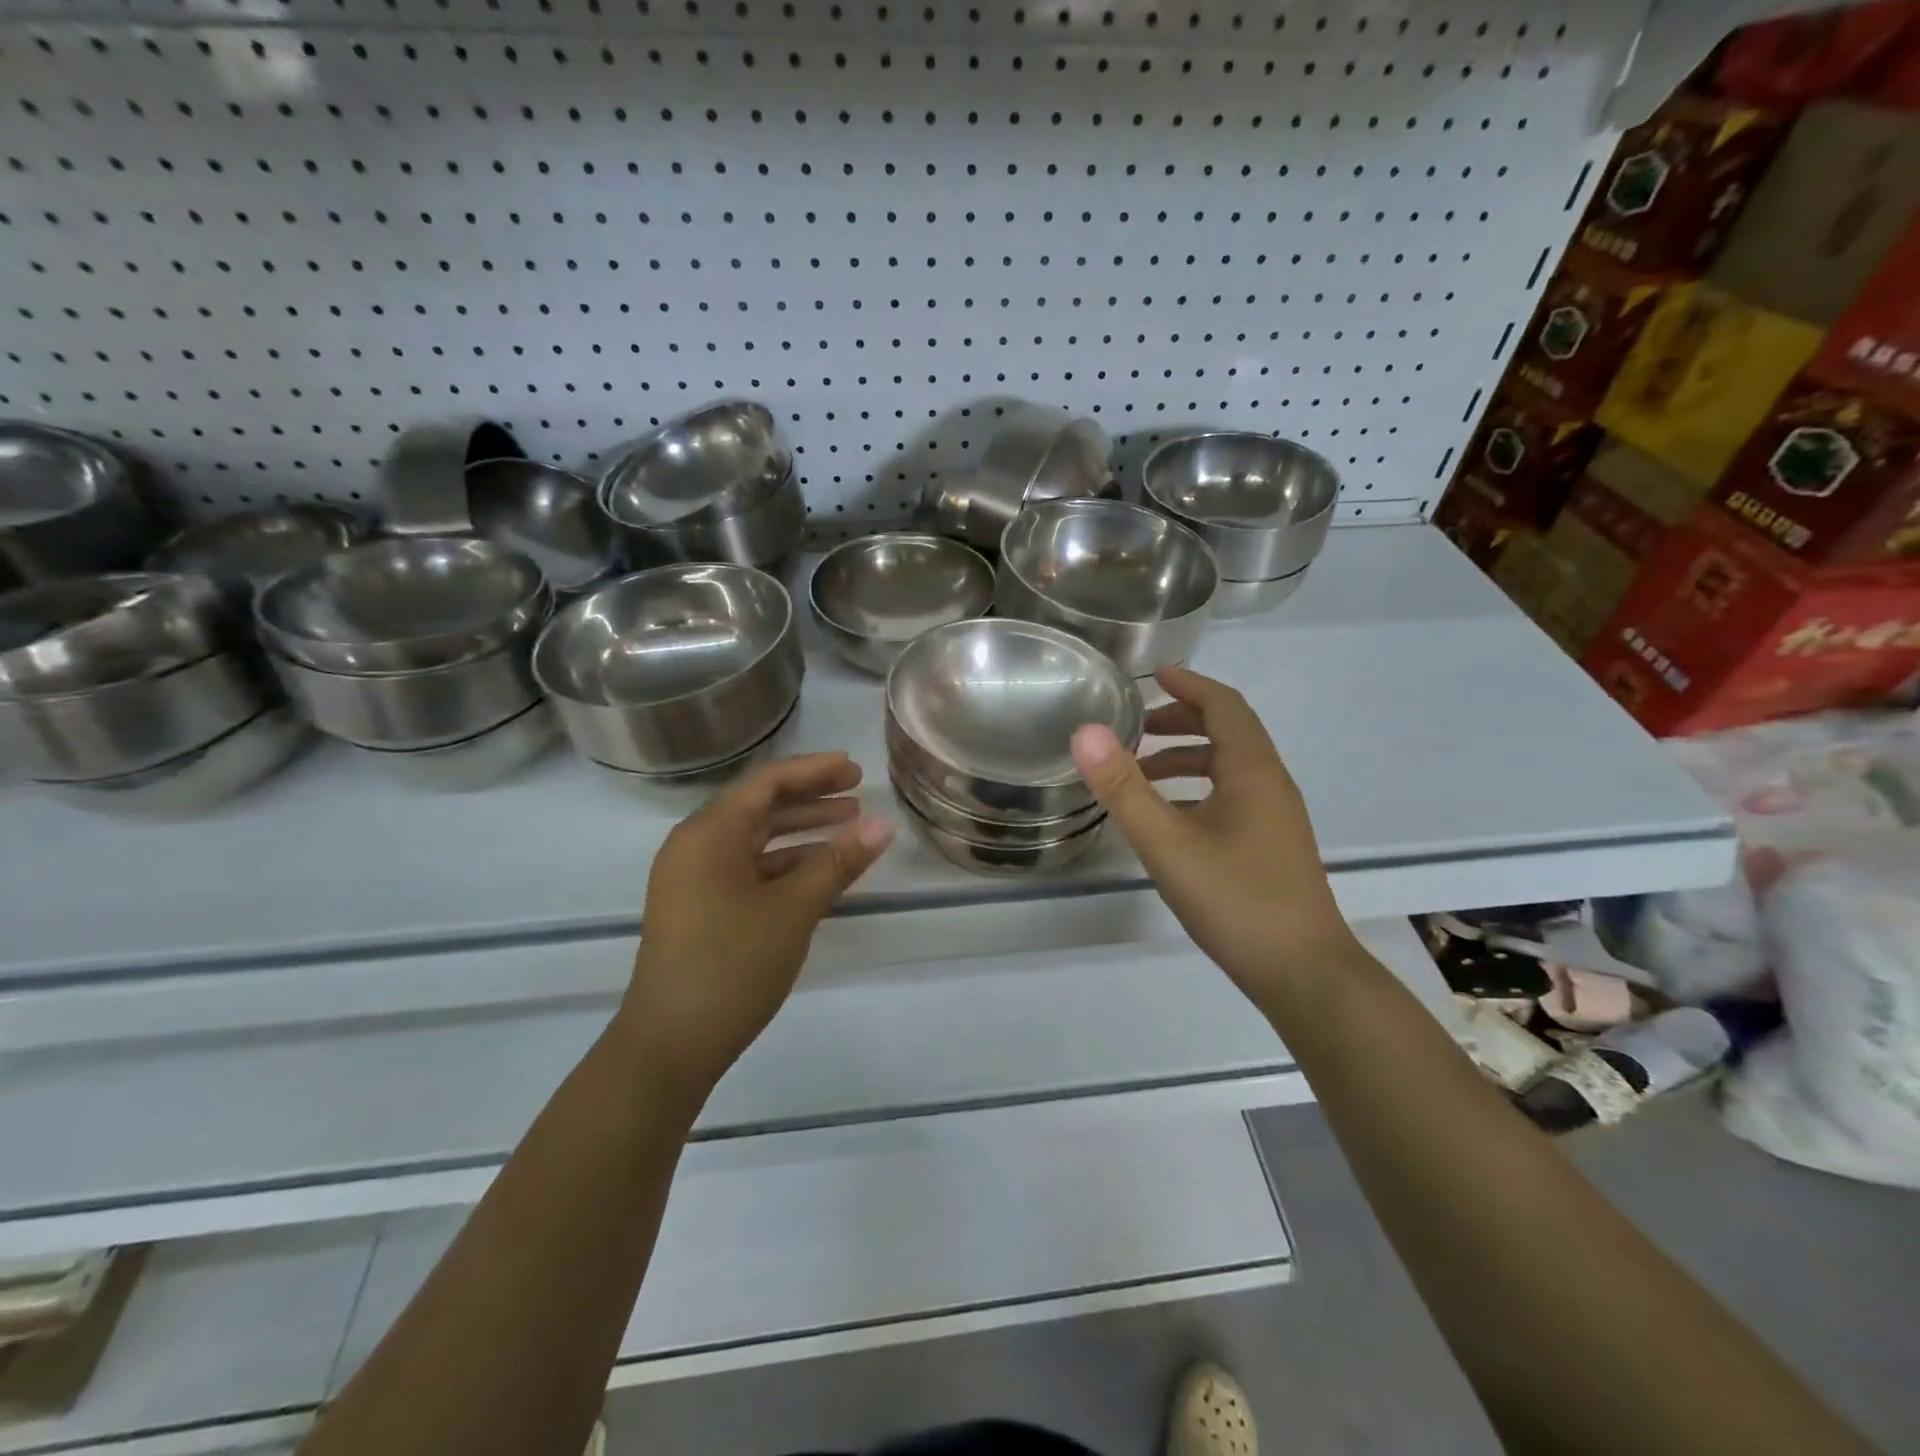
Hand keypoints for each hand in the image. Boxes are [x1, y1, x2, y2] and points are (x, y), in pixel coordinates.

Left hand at [620, 752, 893, 1104]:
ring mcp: (693, 878)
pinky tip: (819, 872)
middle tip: (858, 795)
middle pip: (760, 806)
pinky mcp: (698, 907)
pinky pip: (746, 868)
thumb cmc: (731, 966)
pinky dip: (783, 863)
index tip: (856, 770)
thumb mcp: (793, 910)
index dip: (815, 771)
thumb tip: (883, 824)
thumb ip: (838, 861)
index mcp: (710, 833)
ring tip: (849, 829)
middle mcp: (696, 845)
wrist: (668, 1045)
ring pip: (755, 839)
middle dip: (811, 798)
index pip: (768, 782)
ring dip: (801, 832)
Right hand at [1070, 666, 1356, 1003]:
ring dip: (1187, 757)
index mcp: (1252, 770)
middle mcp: (1270, 783)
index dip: (1189, 684)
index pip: (1224, 705)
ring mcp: (1276, 816)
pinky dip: (1198, 789)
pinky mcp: (1272, 844)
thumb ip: (1124, 788)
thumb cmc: (1235, 900)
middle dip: (1182, 720)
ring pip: (1230, 767)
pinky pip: (1233, 795)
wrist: (1304, 973)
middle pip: (1229, 731)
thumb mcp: (1167, 843)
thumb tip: (1086, 732)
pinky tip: (1169, 820)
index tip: (1152, 676)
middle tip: (1135, 728)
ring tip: (1141, 773)